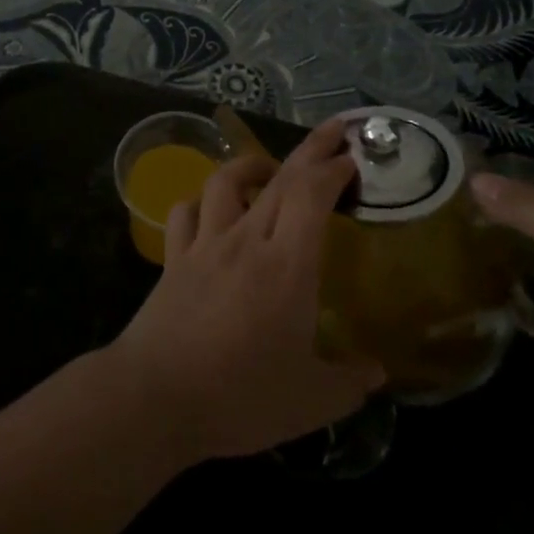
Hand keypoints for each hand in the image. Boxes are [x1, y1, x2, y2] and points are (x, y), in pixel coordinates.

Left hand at [106, 117, 385, 462]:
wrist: (157, 397)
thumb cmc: (241, 396)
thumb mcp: (312, 401)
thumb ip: (349, 382)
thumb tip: (376, 371)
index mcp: (286, 266)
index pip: (312, 195)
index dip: (333, 169)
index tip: (352, 158)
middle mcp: (245, 241)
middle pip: (279, 179)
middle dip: (311, 150)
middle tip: (333, 132)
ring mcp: (204, 245)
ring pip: (224, 182)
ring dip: (249, 165)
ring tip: (268, 169)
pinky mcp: (174, 259)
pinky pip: (185, 213)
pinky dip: (200, 202)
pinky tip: (209, 209)